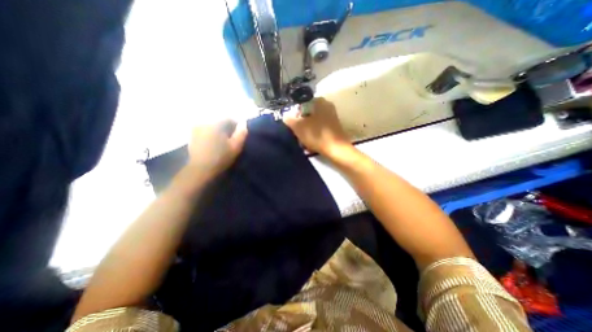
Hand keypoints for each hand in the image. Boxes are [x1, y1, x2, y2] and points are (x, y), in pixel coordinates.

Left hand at [187, 120, 246, 176]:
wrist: (201, 169)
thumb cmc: (221, 157)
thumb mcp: (236, 147)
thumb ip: (241, 133)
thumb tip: (243, 123)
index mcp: (216, 124)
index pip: (229, 119)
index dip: (236, 126)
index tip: (239, 135)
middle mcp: (205, 123)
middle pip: (220, 122)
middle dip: (226, 129)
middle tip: (231, 139)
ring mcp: (196, 129)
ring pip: (212, 126)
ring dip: (218, 132)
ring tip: (222, 142)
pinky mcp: (192, 136)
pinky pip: (204, 131)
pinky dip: (210, 135)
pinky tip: (213, 144)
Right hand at [284, 98, 350, 156]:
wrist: (336, 150)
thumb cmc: (317, 135)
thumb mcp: (298, 127)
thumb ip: (289, 119)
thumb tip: (286, 116)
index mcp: (320, 102)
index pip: (303, 103)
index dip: (296, 113)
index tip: (293, 124)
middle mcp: (328, 107)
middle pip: (308, 114)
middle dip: (301, 124)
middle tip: (297, 133)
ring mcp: (332, 118)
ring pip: (314, 123)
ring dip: (307, 131)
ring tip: (303, 142)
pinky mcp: (334, 128)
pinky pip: (320, 130)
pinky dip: (315, 136)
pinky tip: (311, 145)